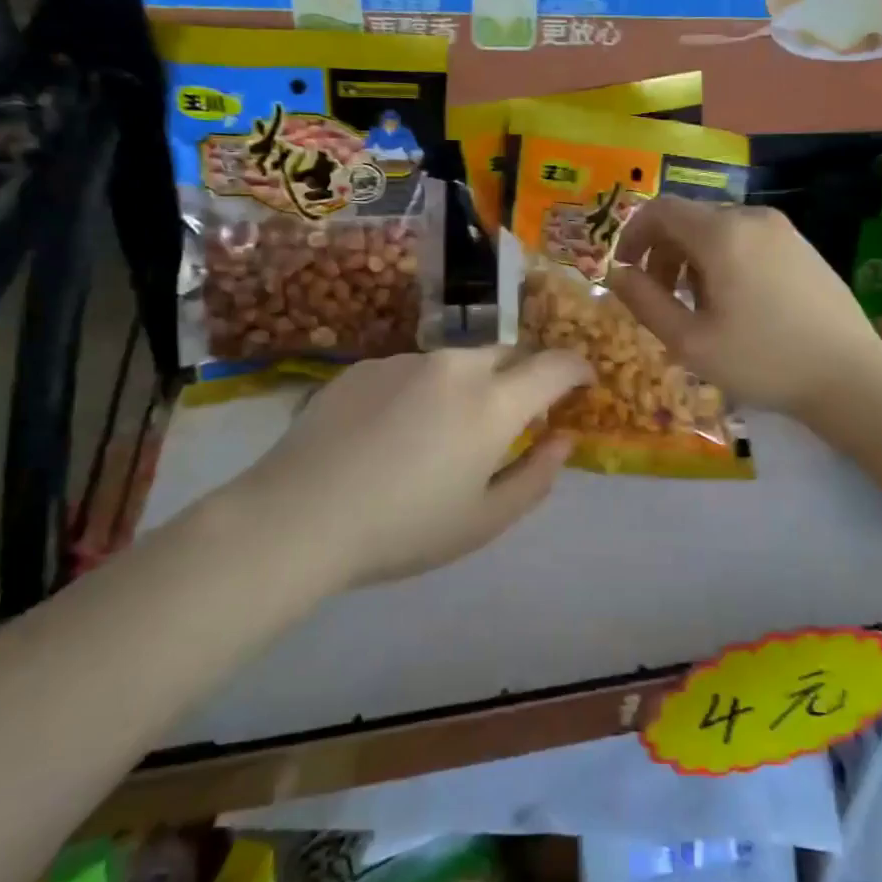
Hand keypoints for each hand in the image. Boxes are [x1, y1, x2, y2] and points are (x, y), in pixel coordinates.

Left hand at [225, 347, 591, 589]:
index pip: (556, 364)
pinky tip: (393, 433)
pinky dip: (424, 390)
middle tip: (513, 416)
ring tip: (442, 432)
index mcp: (494, 401)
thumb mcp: (484, 520)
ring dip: (470, 384)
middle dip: (523, 376)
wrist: (298, 516)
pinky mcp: (366, 366)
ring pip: (459, 361)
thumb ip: (536, 476)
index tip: (583, 383)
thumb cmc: (404, 528)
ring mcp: (407, 359)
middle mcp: (457, 365)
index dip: (578, 369)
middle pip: (509, 353)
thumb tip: (563, 440)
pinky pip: (414, 369)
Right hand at [608, 197, 881, 418]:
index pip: (661, 209)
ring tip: (699, 306)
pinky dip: (725, 259)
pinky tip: (737, 303)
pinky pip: (748, 239)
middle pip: (690, 219)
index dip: (633, 235)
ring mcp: (783, 229)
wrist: (849, 376)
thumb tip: (617, 274)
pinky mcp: (802, 245)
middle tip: (661, 298)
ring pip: (719, 230)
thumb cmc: (762, 360)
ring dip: (693, 259)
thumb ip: (644, 301)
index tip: (625, 270)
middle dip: (663, 252)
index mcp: (722, 233)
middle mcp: (752, 217)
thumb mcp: (690, 341)